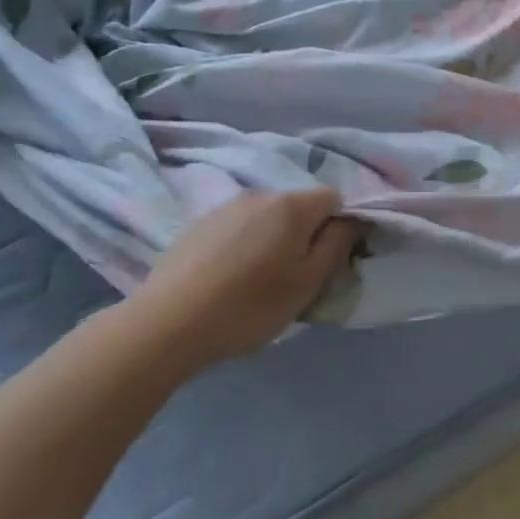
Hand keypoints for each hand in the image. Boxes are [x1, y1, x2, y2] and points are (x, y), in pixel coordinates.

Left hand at [120, 188, 362, 362]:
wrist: (167, 323)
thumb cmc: (250, 306)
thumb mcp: (307, 283)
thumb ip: (336, 245)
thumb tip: (351, 219)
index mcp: (291, 206)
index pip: (334, 198)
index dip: (341, 224)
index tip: (332, 259)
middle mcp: (260, 194)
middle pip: (299, 206)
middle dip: (306, 233)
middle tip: (297, 276)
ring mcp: (225, 207)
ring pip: (267, 217)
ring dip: (274, 239)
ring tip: (259, 279)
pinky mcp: (197, 224)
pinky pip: (238, 226)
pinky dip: (244, 244)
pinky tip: (229, 277)